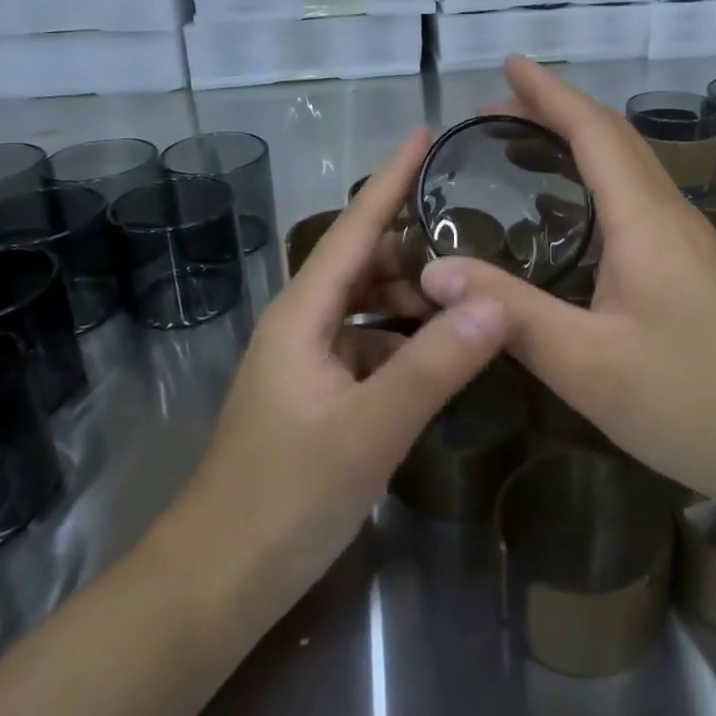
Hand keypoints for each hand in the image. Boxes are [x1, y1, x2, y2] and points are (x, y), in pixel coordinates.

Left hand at [180, 131, 508, 599]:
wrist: (218, 582)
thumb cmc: (285, 496)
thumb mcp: (371, 428)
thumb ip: (435, 364)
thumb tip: (497, 301)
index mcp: (304, 313)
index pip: (355, 227)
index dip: (391, 179)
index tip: (424, 134)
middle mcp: (303, 324)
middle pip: (364, 261)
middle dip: (417, 243)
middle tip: (480, 230)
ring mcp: (309, 361)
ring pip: (369, 306)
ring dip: (414, 295)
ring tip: (473, 288)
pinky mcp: (318, 395)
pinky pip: (370, 345)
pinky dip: (406, 339)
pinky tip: (442, 353)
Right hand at [417, 57, 715, 508]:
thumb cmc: (691, 402)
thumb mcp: (585, 363)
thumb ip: (510, 312)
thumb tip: (434, 271)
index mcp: (644, 220)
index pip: (592, 131)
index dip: (548, 93)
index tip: (508, 63)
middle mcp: (669, 214)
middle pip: (613, 137)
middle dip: (556, 110)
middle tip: (496, 110)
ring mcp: (689, 239)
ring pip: (629, 166)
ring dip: (579, 140)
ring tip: (525, 145)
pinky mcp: (694, 266)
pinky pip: (637, 197)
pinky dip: (597, 177)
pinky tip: (575, 210)